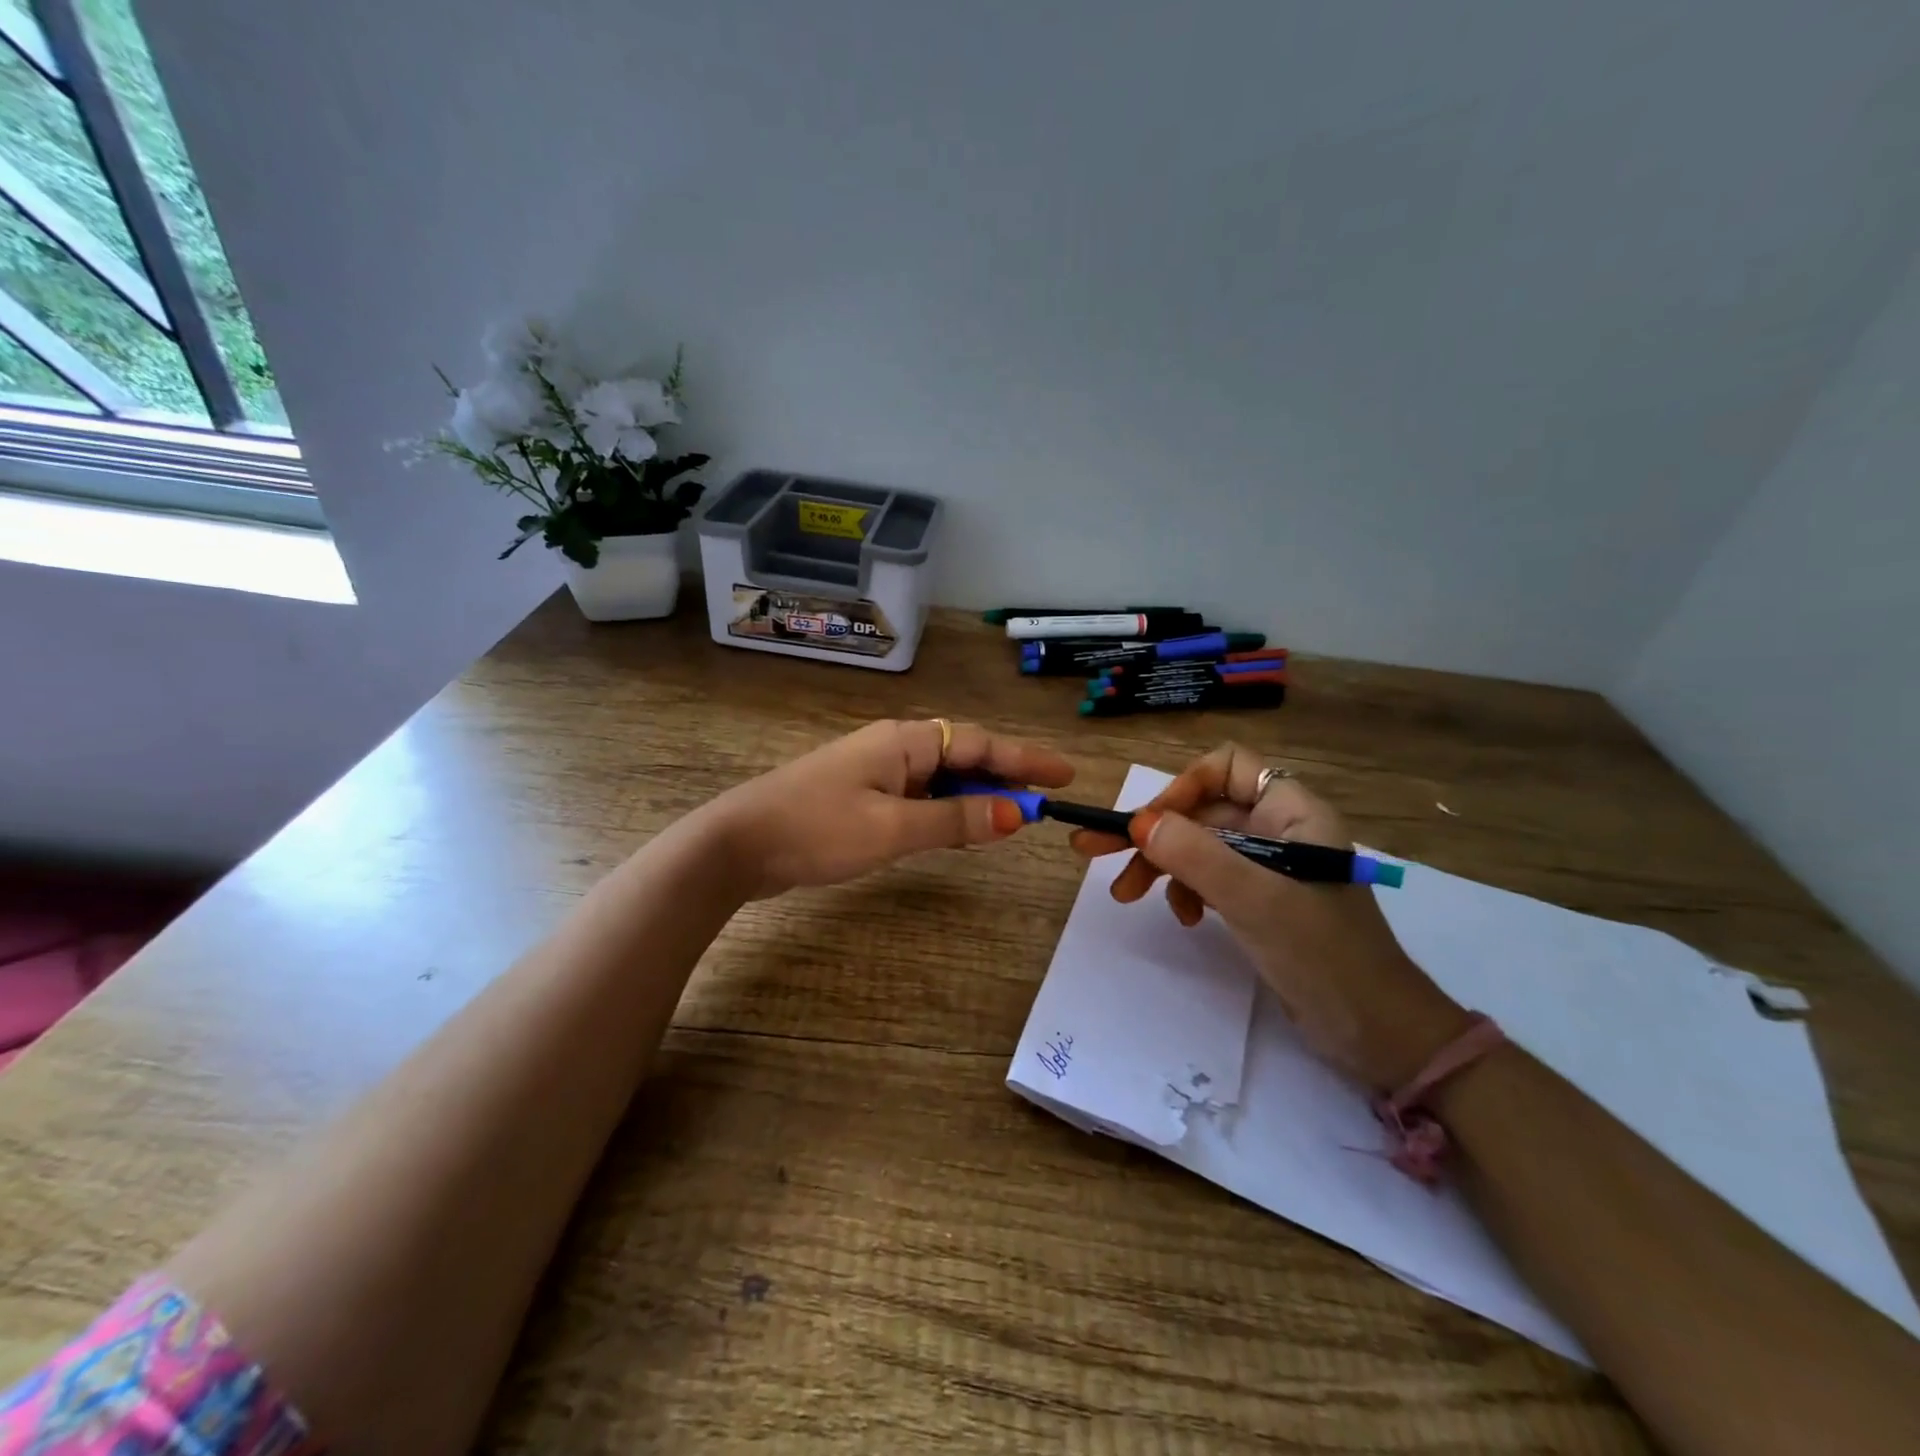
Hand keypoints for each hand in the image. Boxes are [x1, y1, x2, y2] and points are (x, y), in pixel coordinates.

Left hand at [701, 719, 1074, 898]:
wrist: (738, 844)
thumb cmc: (816, 829)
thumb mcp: (892, 828)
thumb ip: (955, 819)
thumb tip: (1016, 815)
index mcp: (904, 742)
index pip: (980, 743)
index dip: (1025, 759)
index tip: (1064, 775)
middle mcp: (894, 747)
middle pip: (963, 755)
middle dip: (1005, 776)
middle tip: (1043, 804)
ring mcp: (875, 770)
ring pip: (940, 776)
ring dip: (976, 793)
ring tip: (1011, 817)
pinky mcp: (860, 795)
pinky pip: (919, 795)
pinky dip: (946, 807)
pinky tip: (957, 825)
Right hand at [1070, 744, 1467, 1090]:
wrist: (1377, 1033)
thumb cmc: (1323, 955)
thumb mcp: (1255, 900)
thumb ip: (1196, 856)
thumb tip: (1138, 823)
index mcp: (1292, 811)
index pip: (1227, 767)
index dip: (1184, 787)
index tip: (1148, 824)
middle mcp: (1280, 829)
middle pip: (1203, 810)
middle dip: (1153, 833)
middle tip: (1094, 851)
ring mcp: (1270, 867)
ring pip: (1200, 846)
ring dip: (1162, 865)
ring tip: (1128, 896)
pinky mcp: (1262, 901)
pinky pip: (1210, 877)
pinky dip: (1187, 891)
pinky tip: (1186, 918)